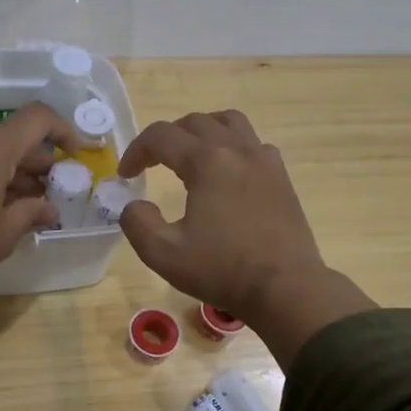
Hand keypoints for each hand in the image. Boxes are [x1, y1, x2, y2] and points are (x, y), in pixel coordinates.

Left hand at [0, 103, 79, 348]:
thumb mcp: (2, 234)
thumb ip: (30, 213)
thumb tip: (48, 208)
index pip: (37, 119)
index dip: (63, 130)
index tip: (75, 154)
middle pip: (11, 139)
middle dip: (36, 164)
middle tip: (50, 194)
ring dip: (9, 174)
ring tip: (22, 209)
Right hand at [117, 110, 373, 363]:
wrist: (285, 288)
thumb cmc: (222, 269)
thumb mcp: (163, 253)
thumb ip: (137, 223)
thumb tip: (134, 205)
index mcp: (207, 161)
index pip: (161, 137)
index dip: (136, 151)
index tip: (126, 175)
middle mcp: (237, 150)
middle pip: (195, 122)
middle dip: (166, 137)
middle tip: (152, 163)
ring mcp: (264, 161)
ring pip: (229, 122)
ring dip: (202, 131)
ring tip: (189, 154)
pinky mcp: (281, 178)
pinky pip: (253, 144)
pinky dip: (232, 147)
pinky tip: (227, 173)